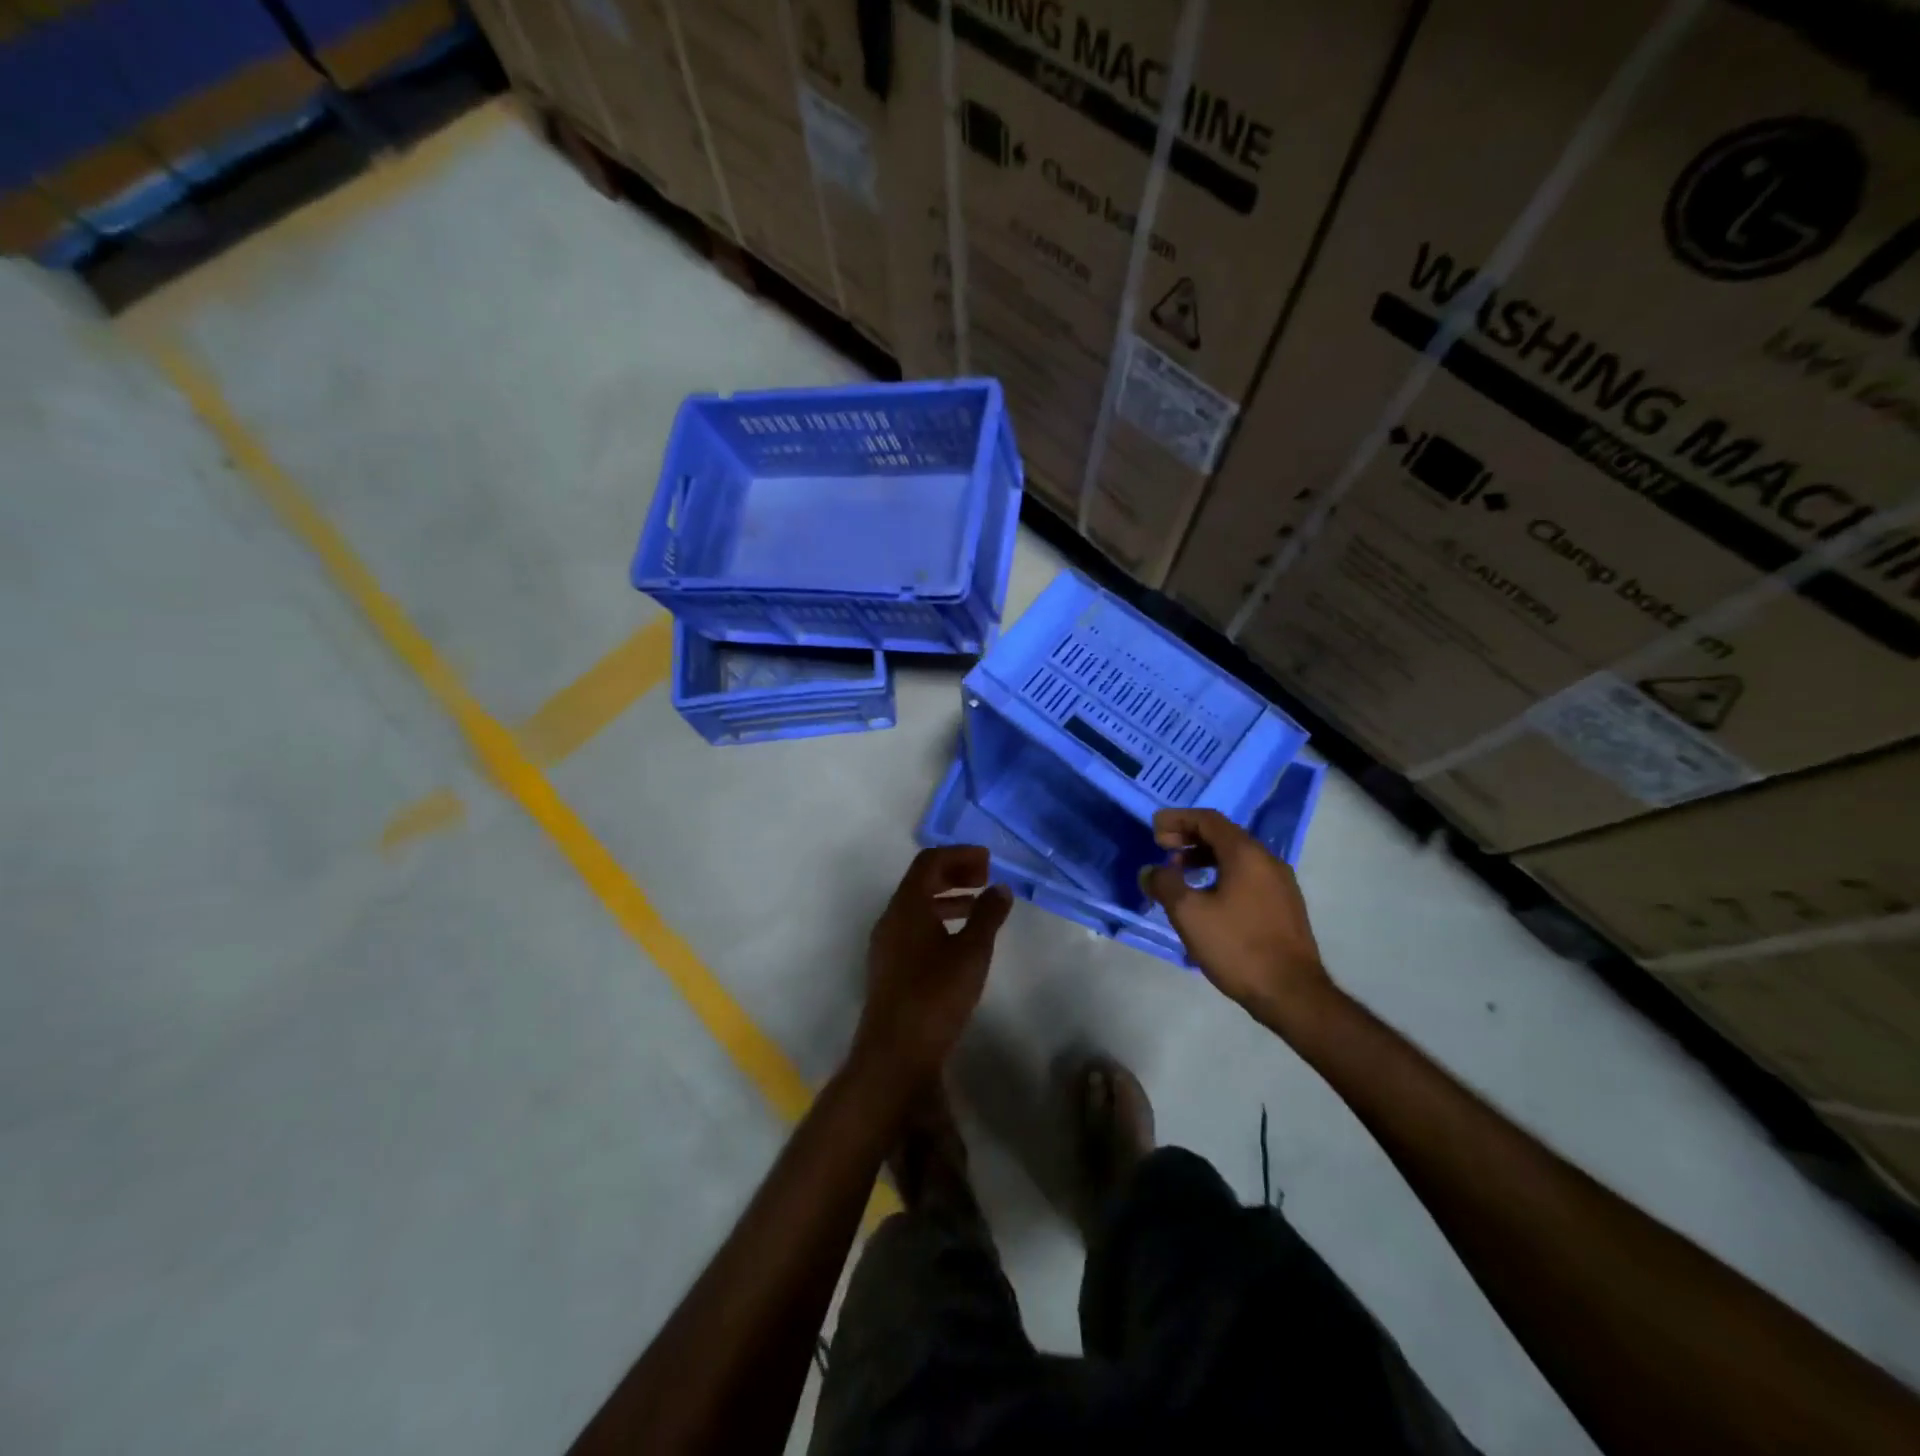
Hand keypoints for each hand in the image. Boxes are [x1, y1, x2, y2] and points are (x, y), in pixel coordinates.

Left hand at [851, 847, 1012, 1093]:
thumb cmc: (935, 996)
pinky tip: (960, 939)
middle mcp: (891, 918)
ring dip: (948, 897)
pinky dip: (939, 919)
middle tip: (986, 878)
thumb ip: (988, 915)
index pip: (929, 861)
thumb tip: (1000, 888)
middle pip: (921, 880)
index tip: (988, 861)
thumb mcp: (972, 952)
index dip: (959, 854)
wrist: (895, 1053)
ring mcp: (887, 944)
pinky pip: (914, 927)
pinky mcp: (890, 967)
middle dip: (954, 872)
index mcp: (907, 906)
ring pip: (917, 905)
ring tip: (979, 905)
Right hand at [1143, 808, 1336, 1034]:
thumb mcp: (1189, 914)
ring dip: (1204, 857)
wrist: (1292, 993)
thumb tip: (1151, 871)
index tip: (1154, 830)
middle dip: (1189, 837)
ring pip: (1237, 857)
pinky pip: (1248, 876)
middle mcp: (1267, 860)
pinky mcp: (1285, 905)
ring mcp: (1281, 883)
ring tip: (1180, 874)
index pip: (1208, 820)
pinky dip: (1222, 874)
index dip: (1178, 819)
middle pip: (1224, 835)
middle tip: (1162, 848)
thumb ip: (1165, 884)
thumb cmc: (1237, 947)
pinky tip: (1207, 898)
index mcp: (1246, 854)